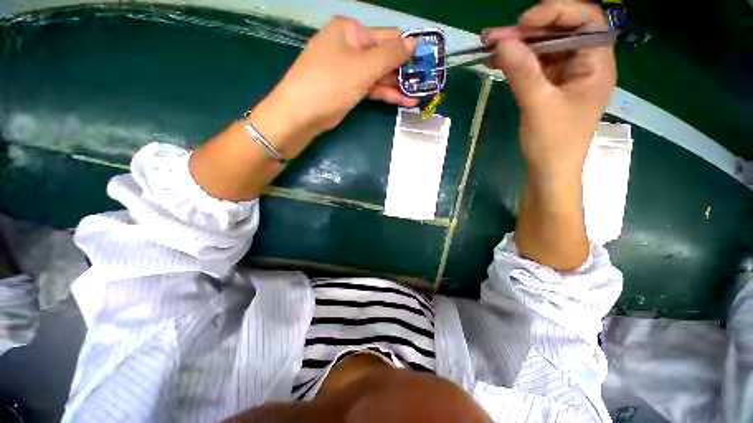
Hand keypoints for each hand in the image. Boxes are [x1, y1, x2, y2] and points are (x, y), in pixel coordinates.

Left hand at [190, 17, 416, 200]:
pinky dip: (386, 94)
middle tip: (427, 84)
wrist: (301, 114)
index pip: (387, 37)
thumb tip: (414, 43)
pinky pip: (372, 88)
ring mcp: (349, 69)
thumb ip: (390, 55)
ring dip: (398, 86)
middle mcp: (350, 46)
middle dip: (404, 71)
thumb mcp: (362, 67)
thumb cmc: (330, 84)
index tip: (427, 63)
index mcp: (351, 31)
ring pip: (379, 75)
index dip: (408, 50)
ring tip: (420, 95)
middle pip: (384, 57)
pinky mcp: (349, 89)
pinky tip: (404, 101)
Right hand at [483, 0, 615, 180]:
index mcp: (597, 64)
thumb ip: (522, 72)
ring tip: (489, 46)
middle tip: (495, 36)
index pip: (586, 20)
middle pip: (560, 32)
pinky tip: (496, 61)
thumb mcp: (538, 106)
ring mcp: (566, 75)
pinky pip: (533, 66)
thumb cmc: (553, 143)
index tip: (522, 24)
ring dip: (517, 45)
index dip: (556, 12)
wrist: (549, 170)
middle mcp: (585, 63)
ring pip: (543, 48)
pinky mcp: (550, 86)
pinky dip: (515, 62)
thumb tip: (502, 41)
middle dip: (528, 30)